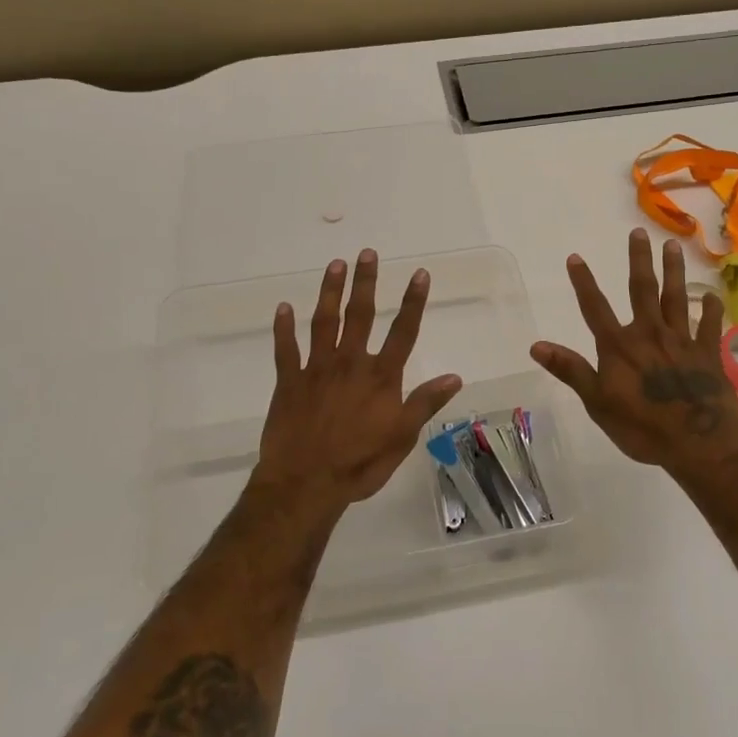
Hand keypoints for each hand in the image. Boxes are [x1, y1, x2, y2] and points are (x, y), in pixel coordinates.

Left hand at [254, 250, 461, 511]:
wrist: (306, 484)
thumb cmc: (359, 463)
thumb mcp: (402, 438)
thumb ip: (425, 404)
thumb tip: (454, 376)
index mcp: (380, 377)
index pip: (403, 332)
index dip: (413, 301)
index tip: (419, 273)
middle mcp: (349, 363)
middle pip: (359, 315)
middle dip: (365, 282)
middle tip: (367, 253)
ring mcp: (316, 369)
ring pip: (323, 322)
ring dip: (329, 292)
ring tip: (335, 264)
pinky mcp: (288, 382)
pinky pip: (285, 349)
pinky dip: (283, 328)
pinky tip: (283, 307)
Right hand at [531, 229, 737, 473]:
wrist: (700, 444)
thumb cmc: (643, 428)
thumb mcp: (597, 403)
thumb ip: (571, 370)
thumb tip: (536, 346)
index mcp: (619, 346)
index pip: (595, 308)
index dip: (584, 282)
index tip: (576, 257)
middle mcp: (650, 334)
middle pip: (642, 290)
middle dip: (639, 260)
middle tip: (638, 233)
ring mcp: (682, 341)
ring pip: (676, 298)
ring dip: (673, 271)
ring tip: (672, 246)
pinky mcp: (708, 354)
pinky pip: (709, 326)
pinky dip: (710, 310)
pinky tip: (711, 296)